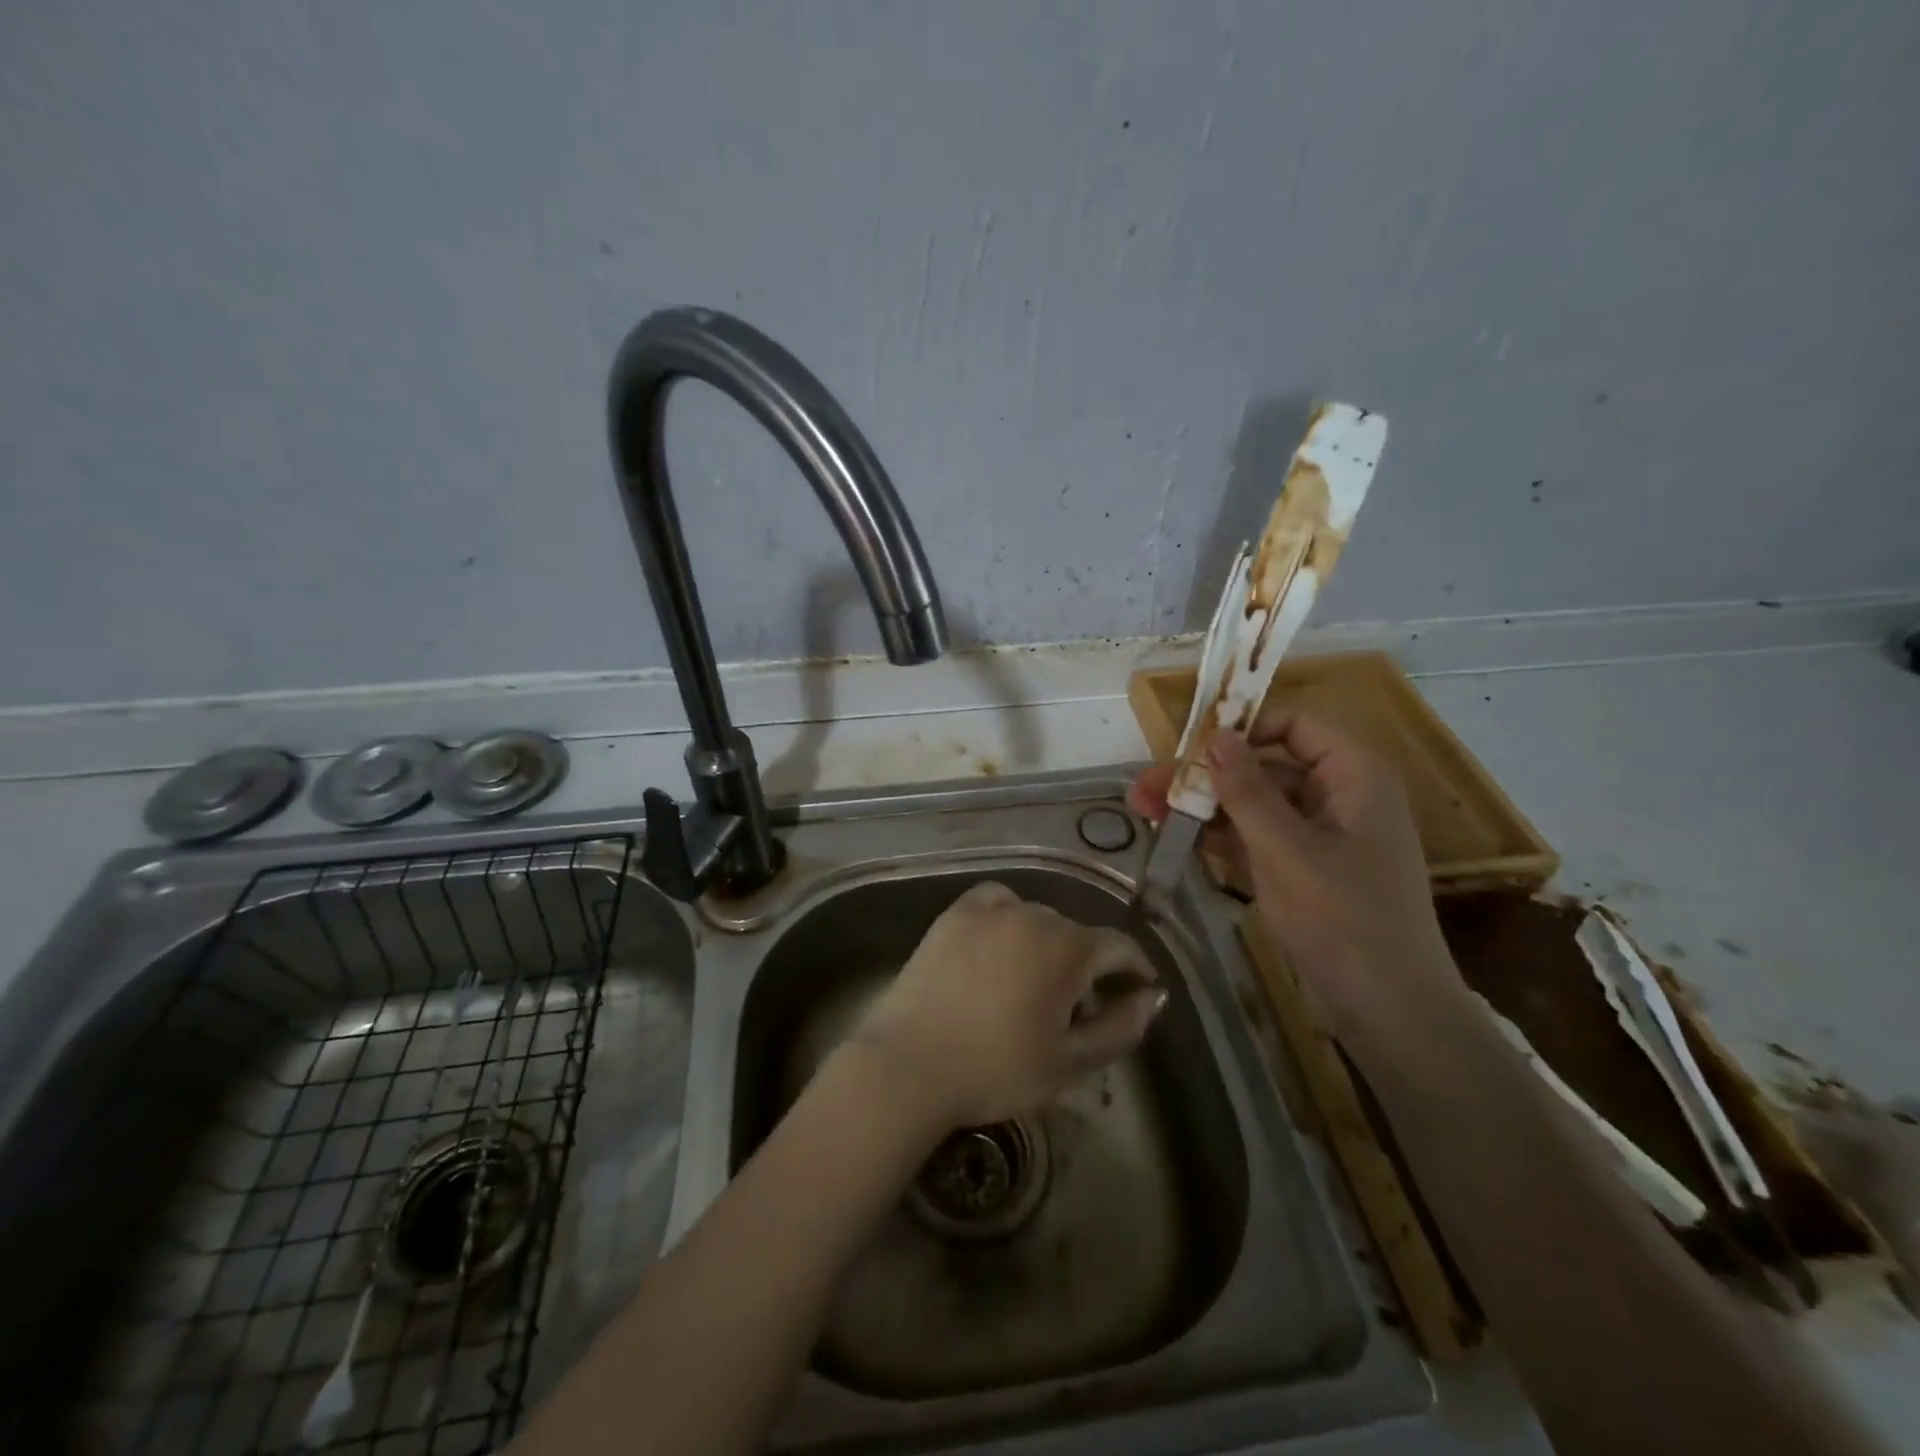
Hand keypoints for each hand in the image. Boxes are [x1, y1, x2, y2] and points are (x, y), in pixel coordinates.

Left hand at [848, 881, 1166, 1128]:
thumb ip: (1121, 1027)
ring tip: (1034, 982)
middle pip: (1076, 934)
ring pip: (1037, 918)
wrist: (909, 1065)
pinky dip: (1008, 918)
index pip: (1118, 946)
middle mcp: (1032, 914)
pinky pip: (996, 902)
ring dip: (1047, 944)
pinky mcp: (953, 915)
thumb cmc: (997, 1070)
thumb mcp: (1071, 1062)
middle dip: (1087, 966)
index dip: (1135, 968)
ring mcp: (988, 910)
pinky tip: (1002, 943)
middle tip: (1076, 1010)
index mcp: (1067, 947)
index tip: (1138, 991)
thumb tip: (1152, 996)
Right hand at [1128, 710, 1463, 1047]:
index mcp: (1354, 775)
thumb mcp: (1286, 849)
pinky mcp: (1301, 869)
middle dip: (1203, 775)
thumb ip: (1247, 790)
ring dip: (1201, 805)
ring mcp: (1318, 835)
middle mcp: (1338, 795)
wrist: (1387, 1010)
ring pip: (1252, 804)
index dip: (1241, 727)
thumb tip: (1215, 735)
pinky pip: (1255, 837)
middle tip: (1144, 784)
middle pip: (1262, 766)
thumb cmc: (1343, 918)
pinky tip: (1174, 835)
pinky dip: (1218, 835)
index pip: (1294, 724)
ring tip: (1142, 809)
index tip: (1190, 744)